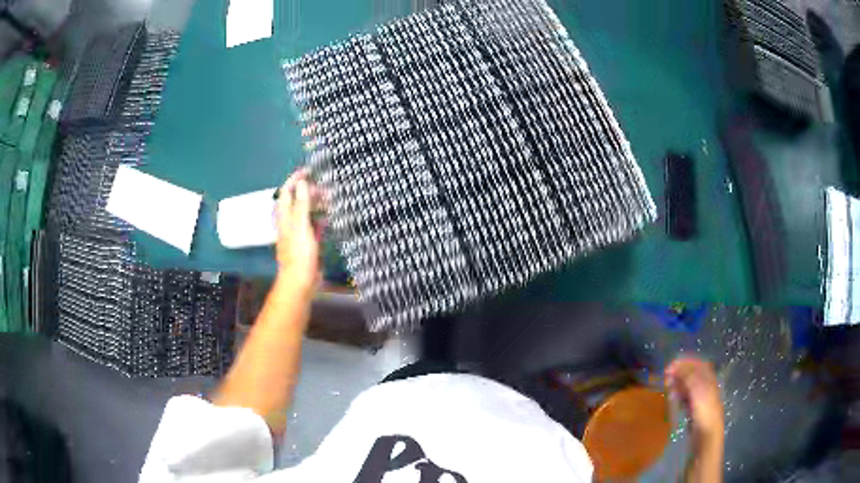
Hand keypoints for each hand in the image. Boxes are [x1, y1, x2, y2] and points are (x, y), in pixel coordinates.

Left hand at [276, 168, 323, 290]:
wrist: (300, 281)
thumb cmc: (299, 253)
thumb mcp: (300, 225)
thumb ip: (301, 204)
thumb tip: (301, 183)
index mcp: (285, 217)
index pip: (286, 192)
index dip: (295, 179)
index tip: (308, 170)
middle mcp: (289, 223)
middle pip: (296, 201)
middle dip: (308, 191)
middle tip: (324, 186)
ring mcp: (298, 234)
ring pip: (306, 213)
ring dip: (316, 205)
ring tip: (330, 199)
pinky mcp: (307, 244)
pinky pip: (313, 227)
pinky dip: (320, 220)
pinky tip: (329, 219)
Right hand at [665, 357, 723, 441]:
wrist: (706, 439)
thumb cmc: (705, 414)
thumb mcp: (698, 393)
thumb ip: (689, 378)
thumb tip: (676, 365)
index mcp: (710, 381)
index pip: (699, 365)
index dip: (686, 363)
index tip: (671, 365)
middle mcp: (706, 388)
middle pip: (693, 375)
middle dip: (680, 373)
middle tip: (666, 376)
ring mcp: (701, 400)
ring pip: (689, 387)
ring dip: (678, 384)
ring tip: (667, 387)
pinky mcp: (695, 412)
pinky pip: (686, 399)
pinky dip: (679, 396)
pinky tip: (673, 399)